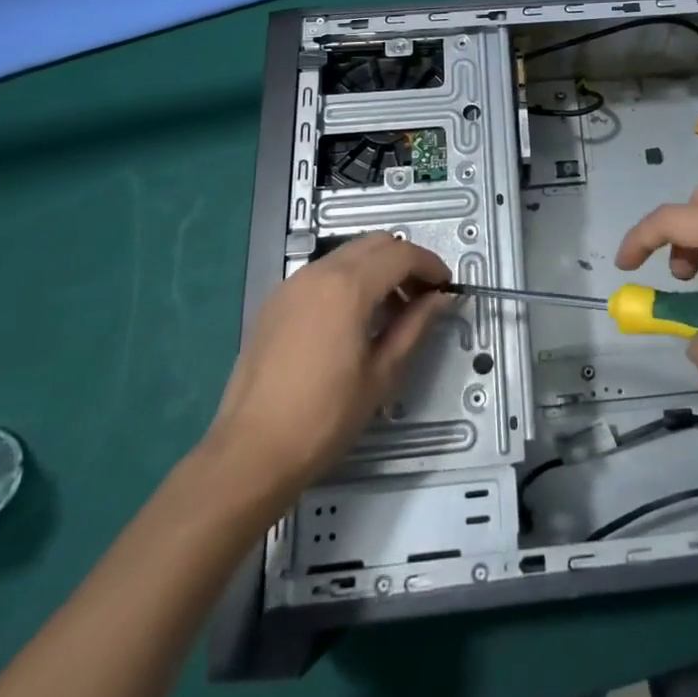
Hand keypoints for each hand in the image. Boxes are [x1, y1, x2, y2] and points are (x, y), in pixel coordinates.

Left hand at [207, 234, 450, 488]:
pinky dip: (347, 280)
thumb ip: (415, 326)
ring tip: (389, 311)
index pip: (401, 254)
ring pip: (347, 255)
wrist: (251, 452)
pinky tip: (352, 320)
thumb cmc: (325, 417)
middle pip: (374, 244)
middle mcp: (318, 273)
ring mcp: (292, 284)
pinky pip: (322, 273)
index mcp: (348, 287)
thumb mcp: (382, 374)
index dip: (430, 265)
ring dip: (376, 269)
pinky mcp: (275, 301)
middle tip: (421, 297)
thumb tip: (440, 298)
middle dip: (404, 262)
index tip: (445, 289)